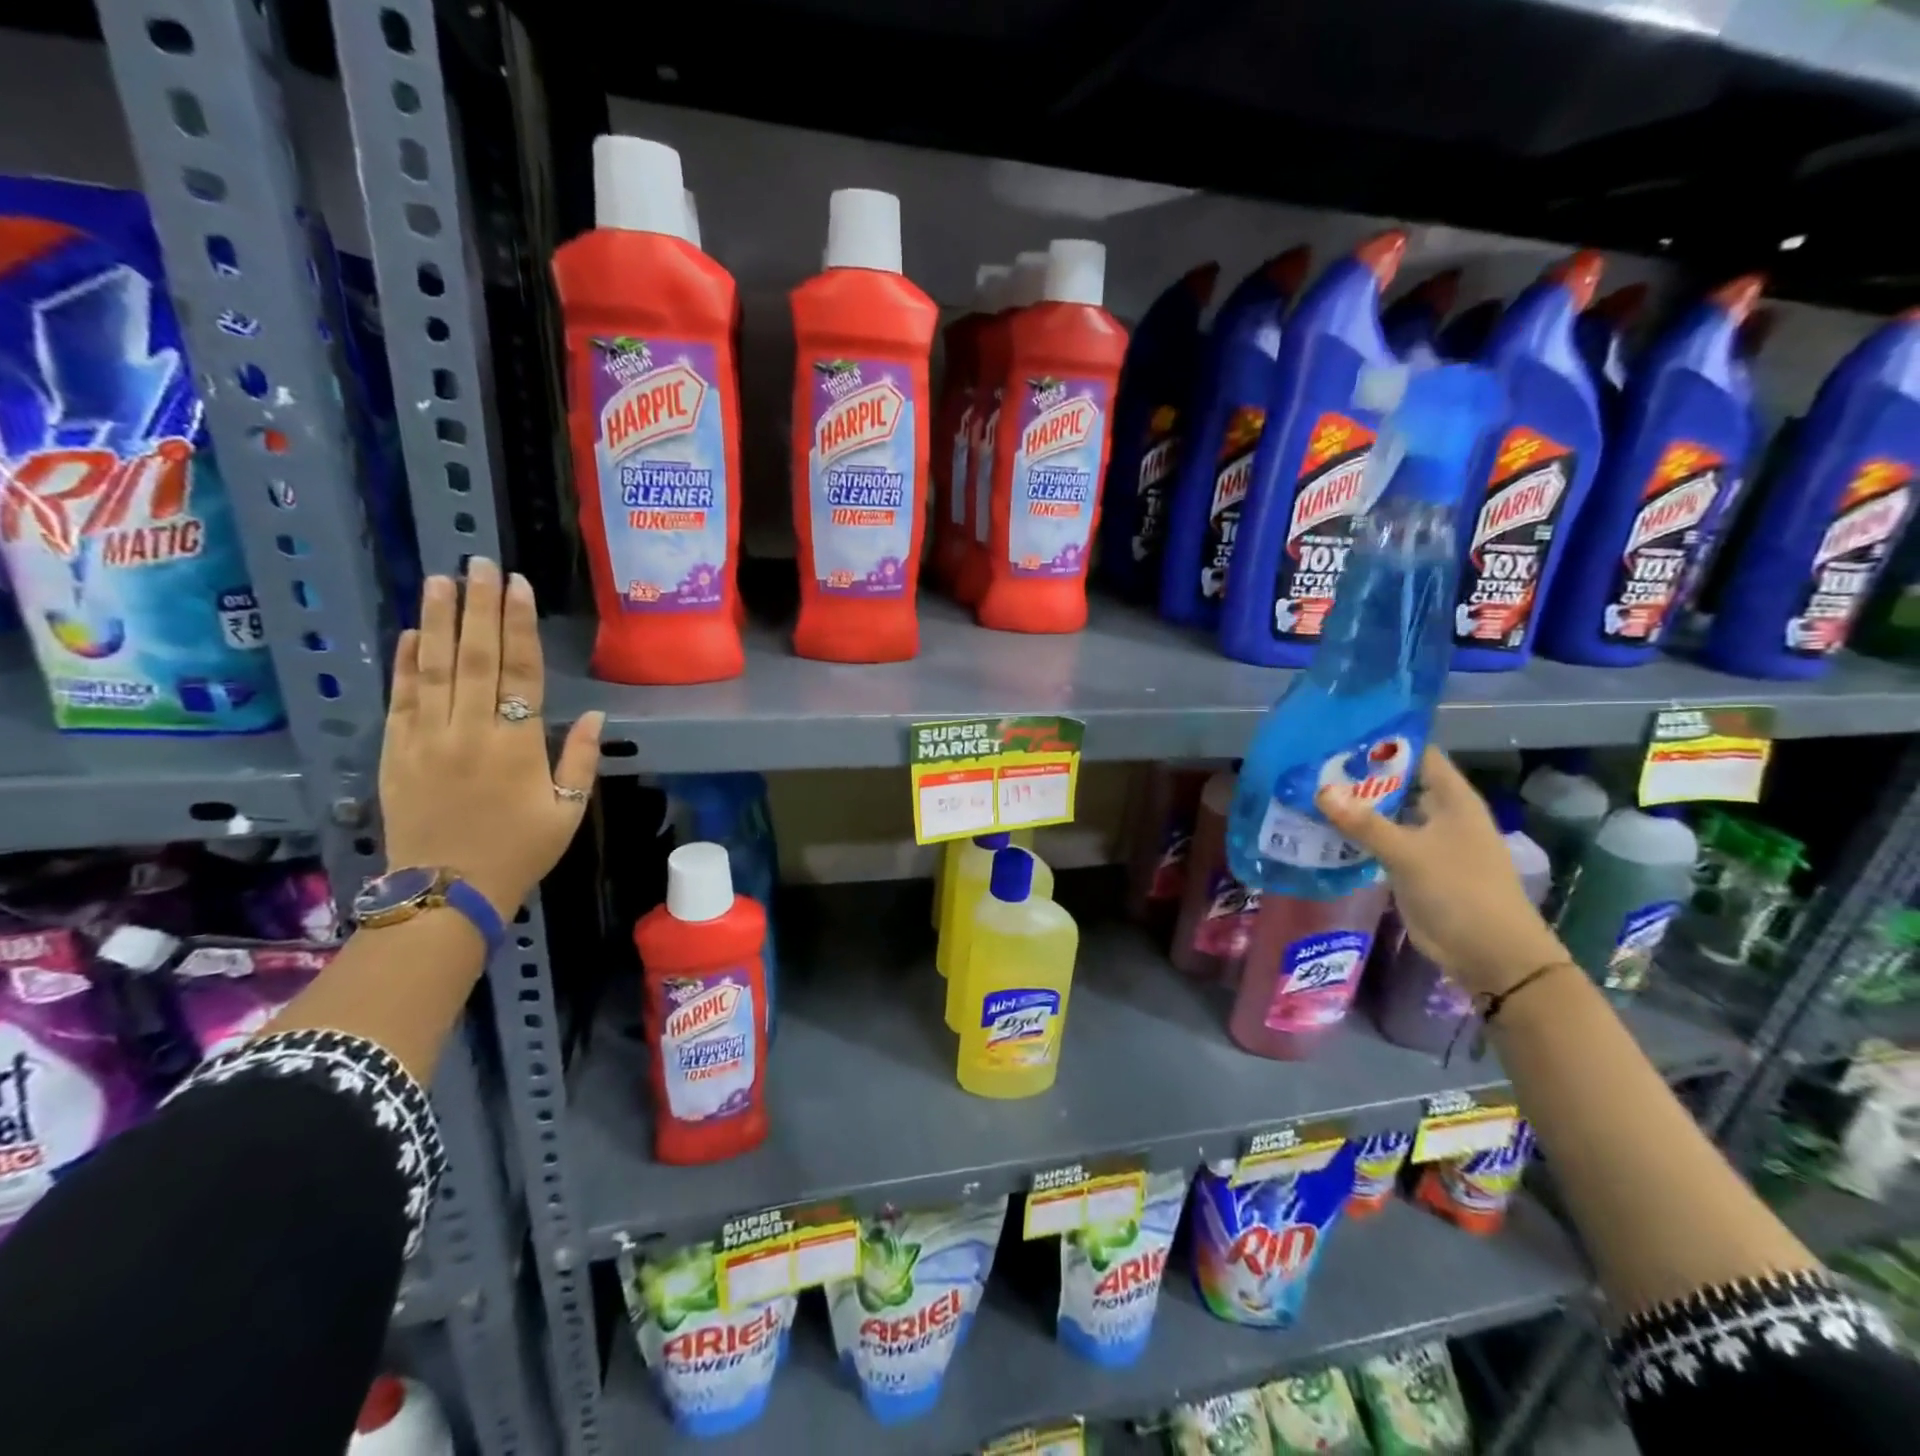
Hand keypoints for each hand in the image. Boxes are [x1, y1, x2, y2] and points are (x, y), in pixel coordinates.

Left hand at [380, 559, 605, 916]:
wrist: (446, 893)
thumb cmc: (519, 851)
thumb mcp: (567, 812)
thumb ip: (580, 760)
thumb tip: (594, 713)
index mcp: (516, 745)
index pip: (519, 671)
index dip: (519, 626)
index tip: (517, 586)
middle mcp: (469, 731)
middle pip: (475, 657)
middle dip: (478, 607)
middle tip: (478, 563)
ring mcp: (425, 739)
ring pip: (433, 668)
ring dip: (438, 621)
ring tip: (441, 581)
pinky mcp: (395, 753)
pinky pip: (400, 699)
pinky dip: (405, 664)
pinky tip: (412, 633)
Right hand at [1317, 747, 1567, 995]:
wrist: (1491, 954)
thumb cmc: (1460, 891)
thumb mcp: (1408, 853)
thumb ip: (1364, 823)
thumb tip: (1321, 791)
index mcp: (1452, 799)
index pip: (1418, 755)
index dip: (1385, 742)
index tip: (1342, 733)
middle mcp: (1440, 814)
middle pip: (1398, 783)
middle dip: (1360, 774)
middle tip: (1313, 762)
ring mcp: (1427, 841)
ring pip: (1386, 813)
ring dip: (1355, 806)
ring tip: (1309, 790)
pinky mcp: (1414, 867)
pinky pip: (1381, 841)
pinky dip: (1357, 834)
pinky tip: (1323, 828)